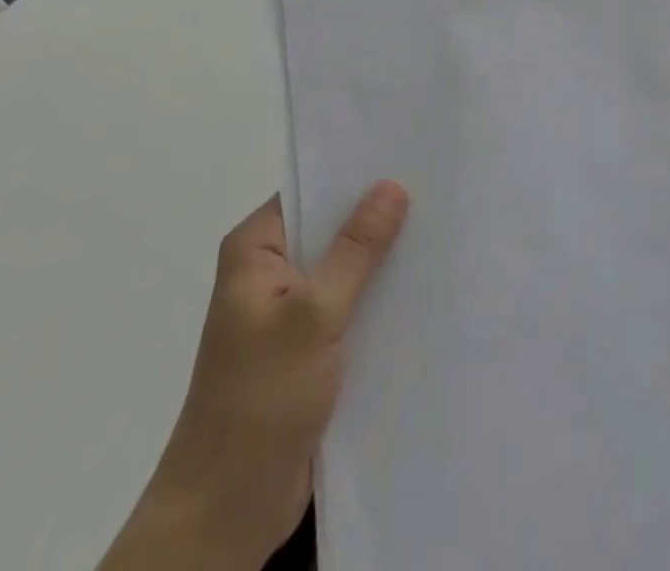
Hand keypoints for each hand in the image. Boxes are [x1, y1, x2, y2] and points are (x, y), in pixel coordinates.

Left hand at [100, 181, 410, 570]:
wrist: (227, 513)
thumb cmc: (261, 399)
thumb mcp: (314, 314)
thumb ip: (356, 249)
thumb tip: (391, 185)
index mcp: (255, 249)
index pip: (310, 191)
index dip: (355, 175)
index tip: (407, 158)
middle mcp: (268, 272)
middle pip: (330, 229)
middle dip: (377, 218)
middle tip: (438, 192)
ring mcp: (288, 313)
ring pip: (343, 270)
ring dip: (382, 262)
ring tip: (442, 232)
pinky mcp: (307, 350)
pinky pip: (348, 309)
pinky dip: (377, 300)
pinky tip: (423, 289)